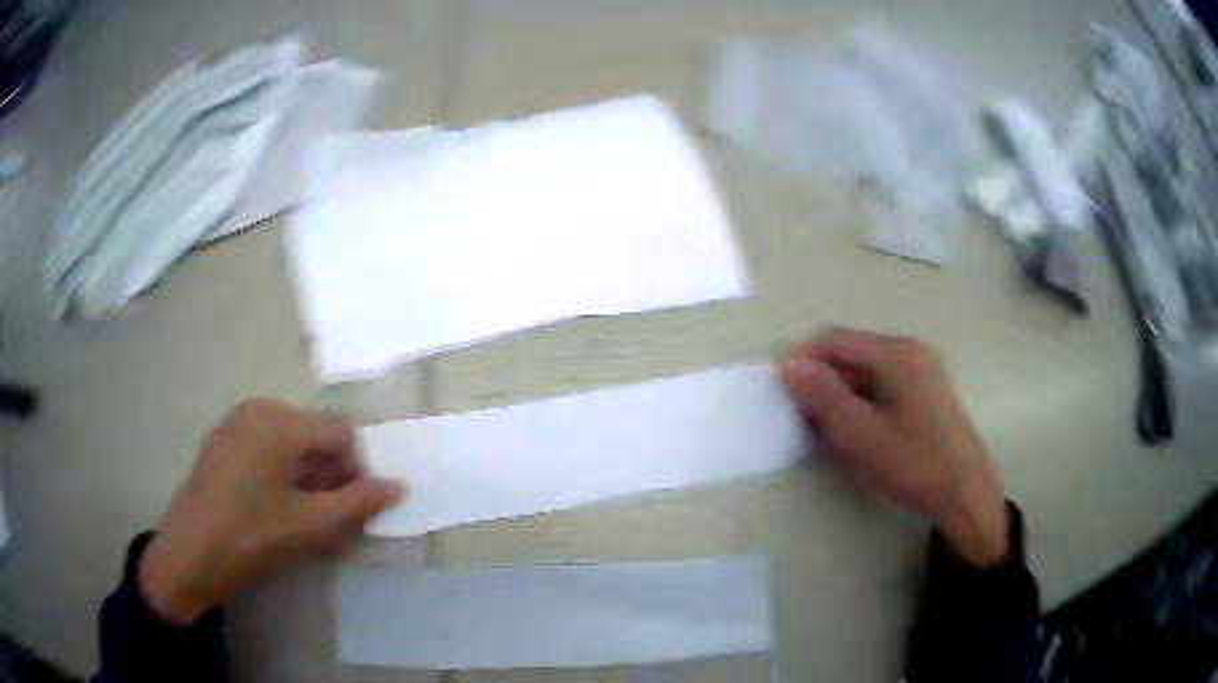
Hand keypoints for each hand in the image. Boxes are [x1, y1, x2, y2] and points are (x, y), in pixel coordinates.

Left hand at [139, 399, 406, 624]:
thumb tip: (398, 486)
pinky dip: (281, 471)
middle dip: (329, 474)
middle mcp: (257, 408)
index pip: (340, 433)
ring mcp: (235, 422)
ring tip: (300, 515)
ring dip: (307, 475)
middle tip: (326, 517)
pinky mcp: (222, 440)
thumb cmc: (252, 537)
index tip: (349, 510)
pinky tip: (272, 505)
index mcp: (279, 421)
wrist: (190, 555)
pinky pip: (266, 445)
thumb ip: (359, 503)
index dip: (355, 471)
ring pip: (291, 440)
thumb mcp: (311, 525)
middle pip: (314, 433)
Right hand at [779, 329, 1009, 567]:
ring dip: (841, 388)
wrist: (964, 491)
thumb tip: (789, 366)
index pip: (836, 339)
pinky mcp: (926, 387)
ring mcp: (922, 367)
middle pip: (853, 350)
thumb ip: (824, 397)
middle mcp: (910, 350)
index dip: (803, 358)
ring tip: (825, 424)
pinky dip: (861, 396)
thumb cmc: (913, 463)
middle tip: (801, 412)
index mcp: (896, 353)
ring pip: (867, 367)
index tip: (780, 387)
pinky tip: (856, 425)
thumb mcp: (862, 434)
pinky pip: (883, 380)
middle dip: (822, 376)